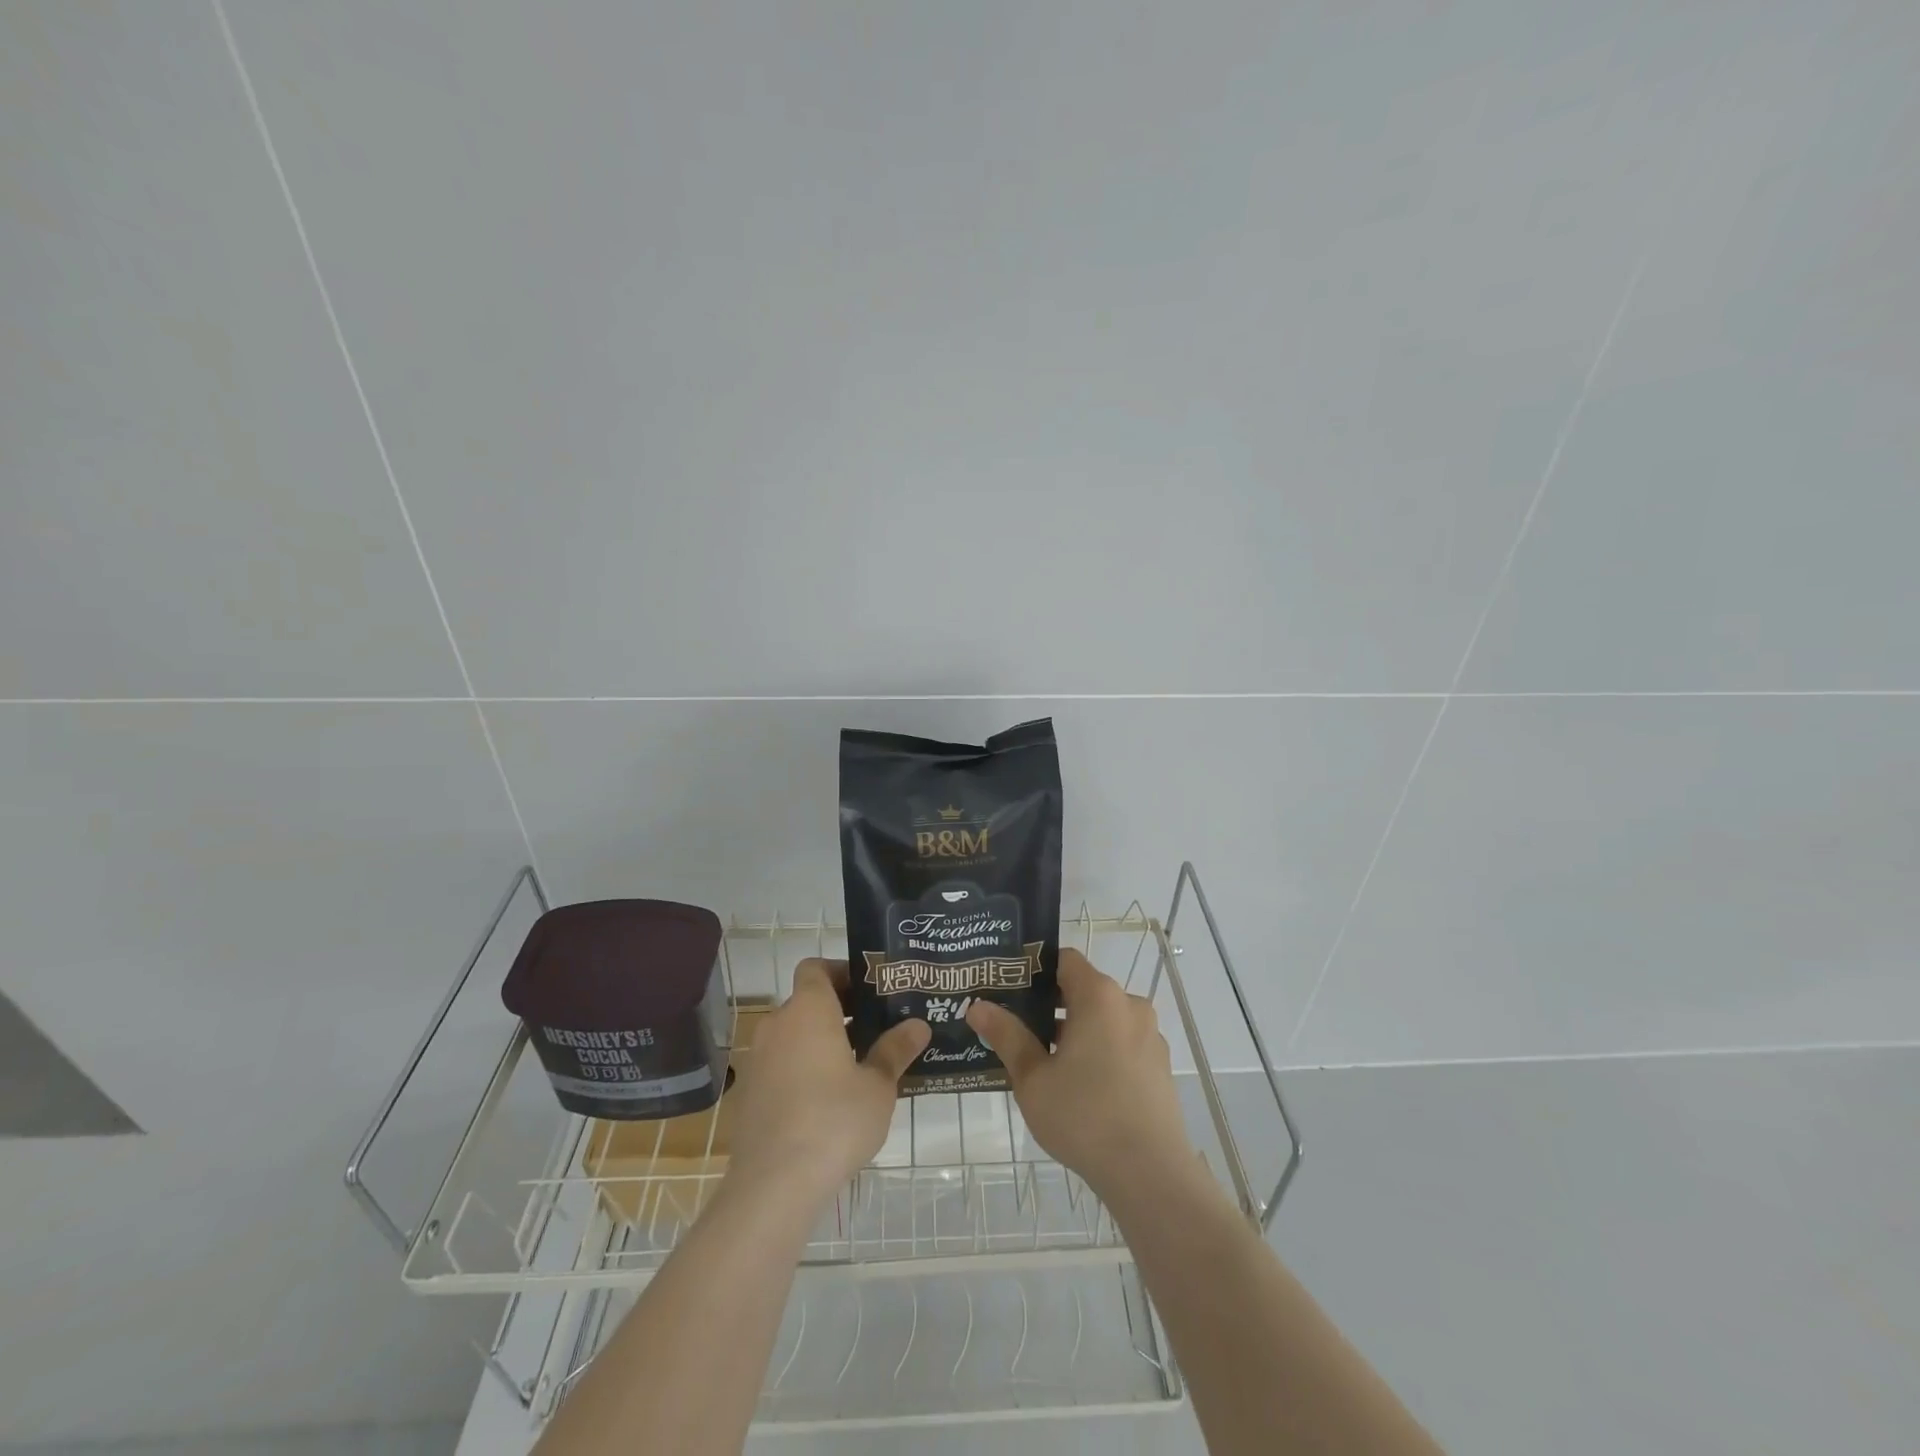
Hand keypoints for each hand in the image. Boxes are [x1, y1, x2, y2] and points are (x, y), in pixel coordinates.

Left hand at [726, 958, 927, 1205]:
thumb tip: (918, 1025)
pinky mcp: (748, 1093)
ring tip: (856, 1066)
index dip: (841, 972)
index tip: (869, 991)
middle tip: (874, 1029)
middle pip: (806, 1001)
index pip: (816, 967)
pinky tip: (826, 1101)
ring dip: (819, 1041)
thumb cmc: (834, 1120)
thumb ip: (895, 1050)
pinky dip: (801, 1069)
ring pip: (793, 1035)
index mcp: (808, 1009)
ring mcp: (757, 1059)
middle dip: (838, 1010)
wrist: (773, 1185)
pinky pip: (780, 1065)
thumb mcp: (878, 1086)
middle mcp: (777, 1024)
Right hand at [966, 948, 1195, 1205]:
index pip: (1064, 960)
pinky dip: (1100, 1050)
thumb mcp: (1033, 1078)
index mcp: (1099, 996)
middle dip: (1050, 1004)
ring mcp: (1150, 1035)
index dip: (1035, 969)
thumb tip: (977, 1006)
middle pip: (1084, 989)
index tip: (1009, 989)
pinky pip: (1122, 1042)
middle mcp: (1129, 1005)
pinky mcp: (1160, 1065)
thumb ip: (1007, 1035)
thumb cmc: (1084, 1116)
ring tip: (1044, 1061)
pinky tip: (1079, 1085)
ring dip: (1075, 1030)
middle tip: (1017, 1027)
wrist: (1150, 1174)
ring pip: (1103, 1019)